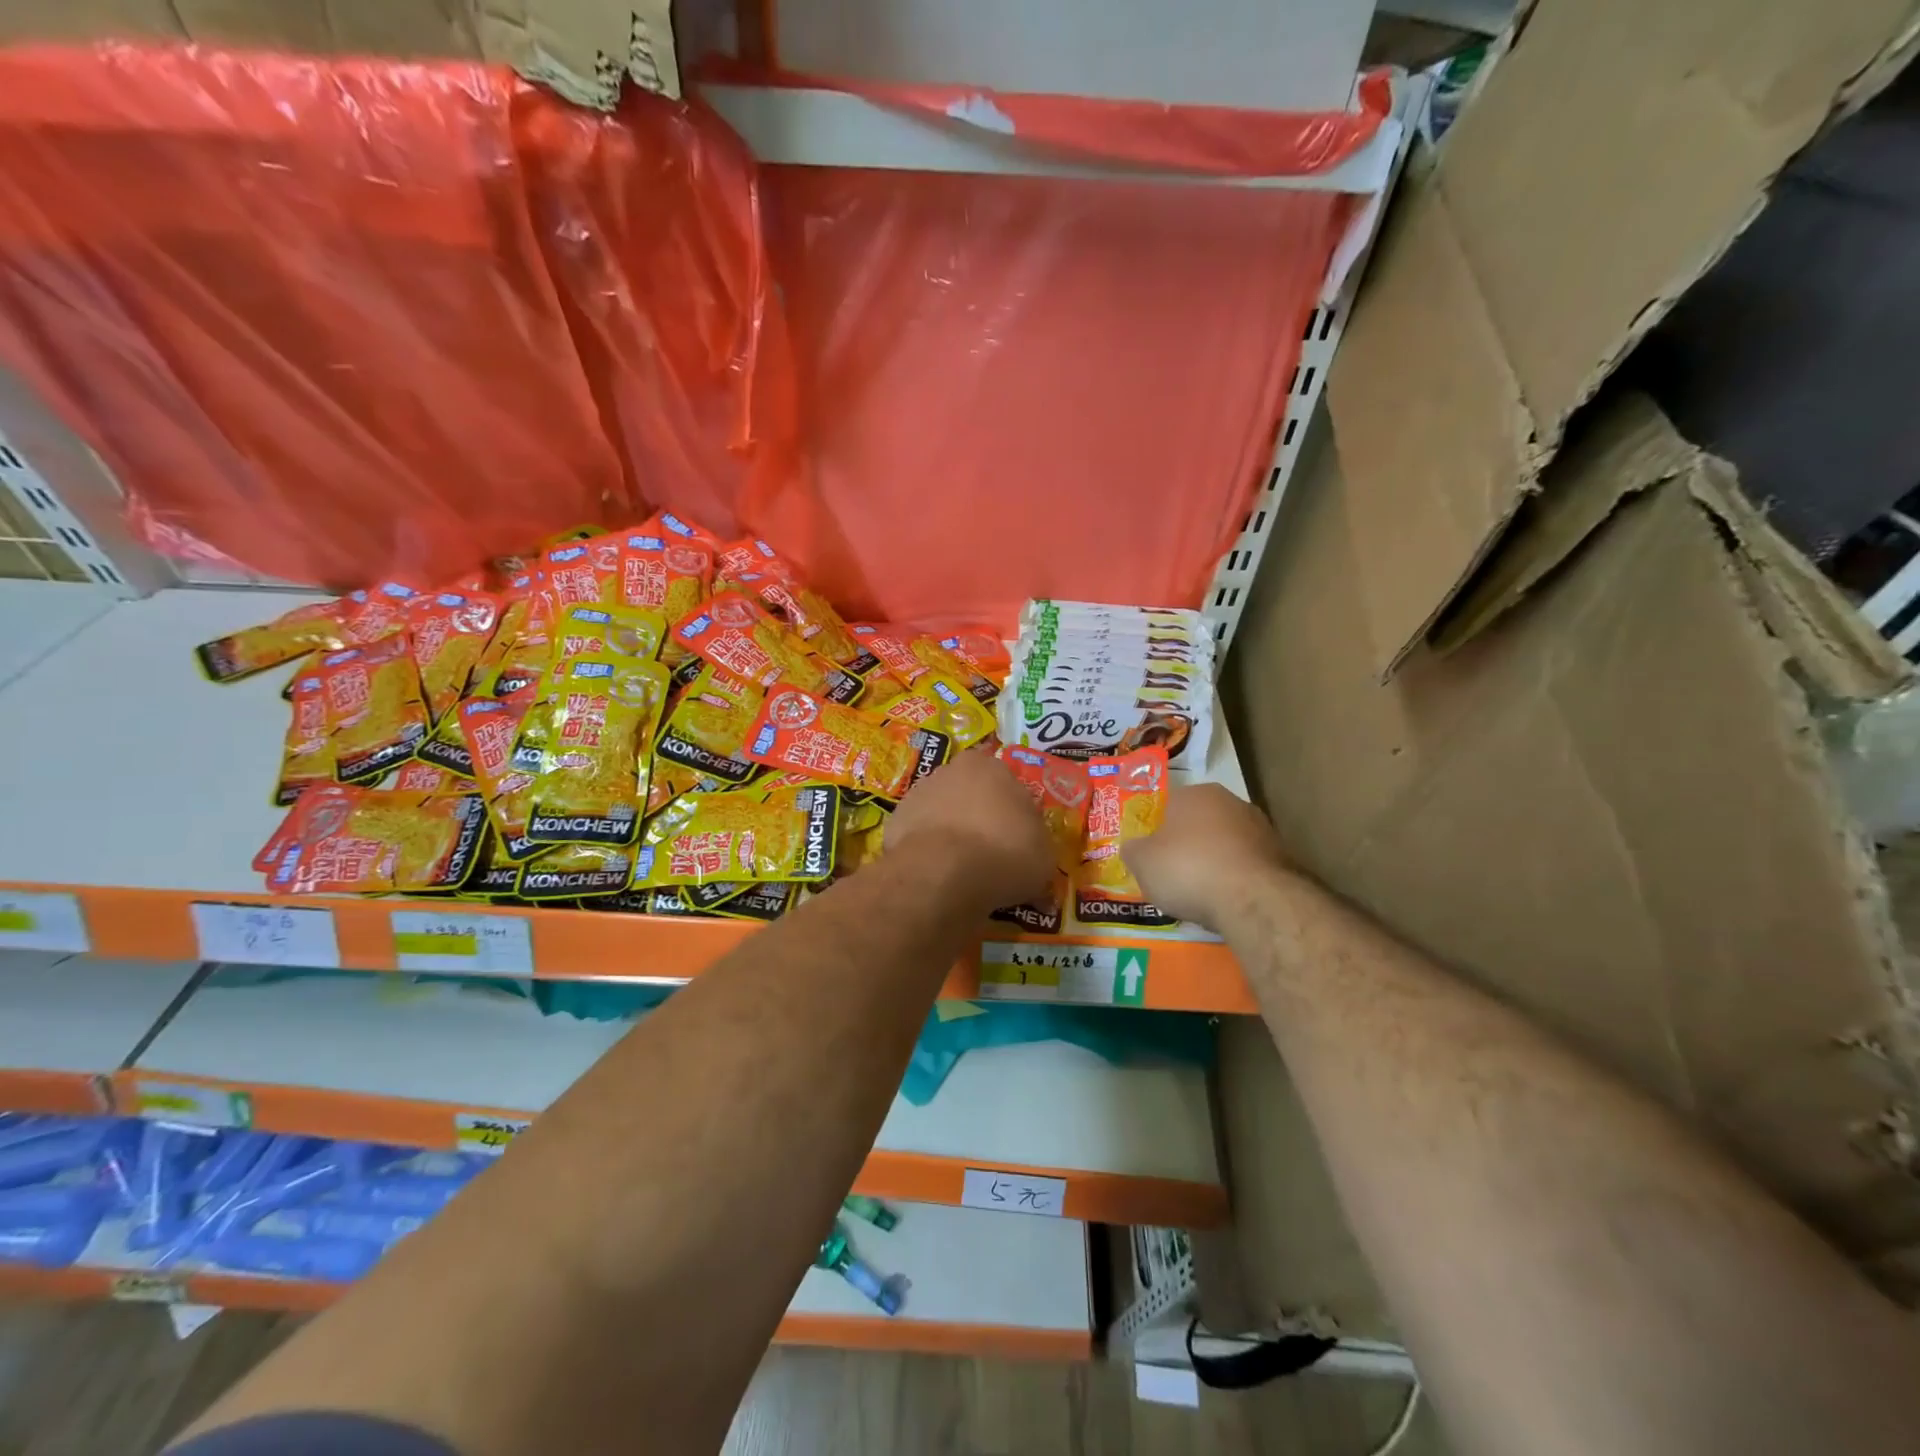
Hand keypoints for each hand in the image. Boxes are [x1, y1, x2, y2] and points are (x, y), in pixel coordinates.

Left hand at [885, 749, 1054, 910]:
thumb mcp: (1043, 854)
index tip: (1017, 840)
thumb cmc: (1005, 852)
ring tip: (963, 870)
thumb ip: (1037, 845)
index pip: (1007, 784)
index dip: (1013, 814)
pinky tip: (937, 875)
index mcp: (992, 765)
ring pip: (942, 812)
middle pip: (971, 793)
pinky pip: (919, 836)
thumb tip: (1033, 857)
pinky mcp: (895, 820)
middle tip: (991, 853)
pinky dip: (927, 851)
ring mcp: (918, 793)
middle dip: (979, 817)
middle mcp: (952, 769)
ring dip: (951, 833)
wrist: (943, 872)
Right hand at [1124, 784, 1291, 929]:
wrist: (1253, 899)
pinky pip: (1246, 867)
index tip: (1152, 856)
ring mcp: (1261, 828)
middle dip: (1187, 846)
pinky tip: (1226, 901)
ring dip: (1214, 863)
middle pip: (1200, 824)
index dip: (1157, 832)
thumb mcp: (1142, 862)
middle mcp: (1231, 802)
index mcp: (1195, 793)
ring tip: (1200, 894)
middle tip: (1173, 875)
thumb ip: (1133, 850)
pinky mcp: (1281, 857)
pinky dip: (1235, 880)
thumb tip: (1134, 848)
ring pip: (1225, 845)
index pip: (1168, 805)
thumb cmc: (1188, 869)